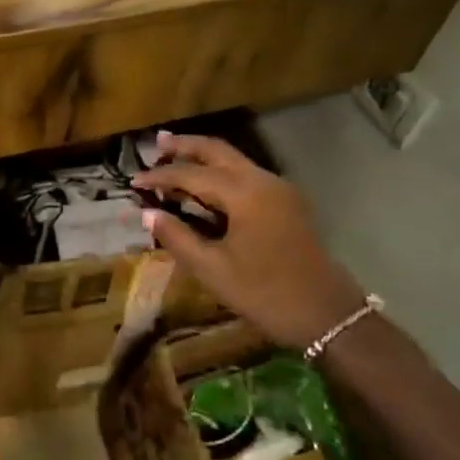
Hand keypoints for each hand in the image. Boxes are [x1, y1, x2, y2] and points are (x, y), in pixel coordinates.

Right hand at [131, 132, 364, 350]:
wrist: (327, 316)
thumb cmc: (265, 293)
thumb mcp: (213, 269)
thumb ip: (177, 237)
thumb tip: (147, 214)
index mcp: (244, 194)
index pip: (192, 174)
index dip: (160, 176)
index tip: (132, 181)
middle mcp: (263, 181)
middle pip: (217, 151)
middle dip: (185, 146)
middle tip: (157, 143)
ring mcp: (279, 190)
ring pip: (234, 160)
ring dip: (203, 157)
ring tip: (173, 156)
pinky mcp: (286, 203)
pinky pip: (245, 175)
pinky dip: (220, 172)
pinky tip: (203, 184)